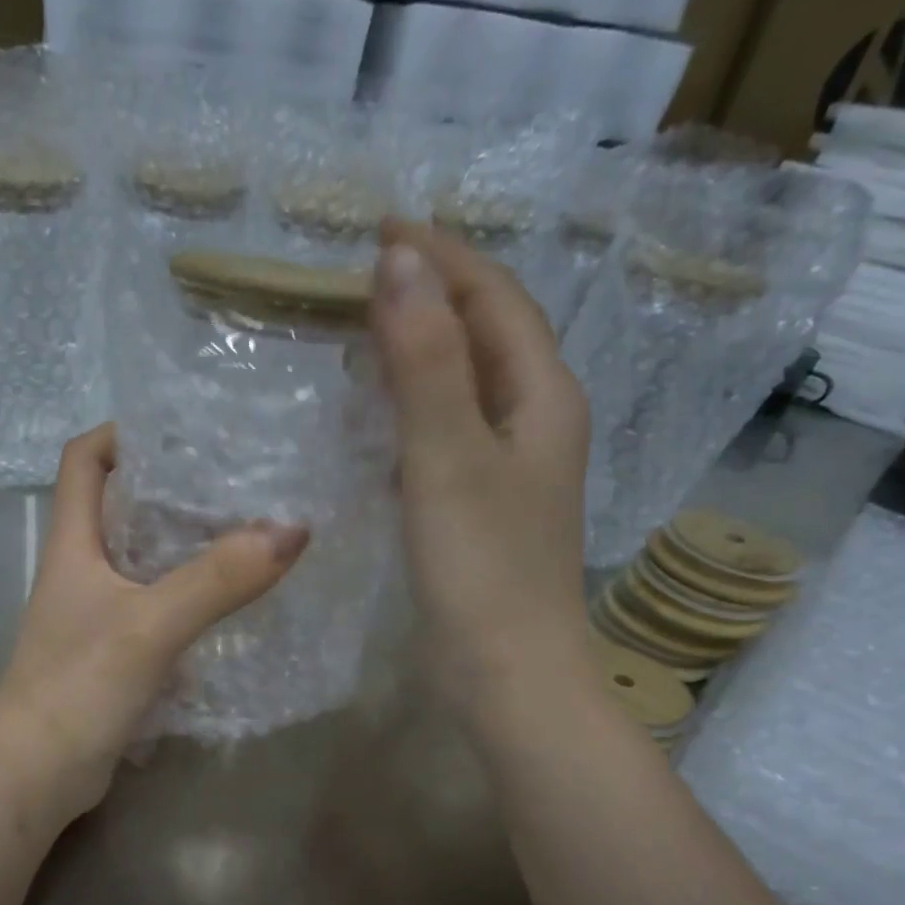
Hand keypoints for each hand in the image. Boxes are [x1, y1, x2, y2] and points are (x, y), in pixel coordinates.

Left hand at [0, 423, 308, 824]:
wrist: (36, 776)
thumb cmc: (77, 687)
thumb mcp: (150, 626)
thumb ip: (217, 580)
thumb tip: (293, 529)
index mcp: (72, 546)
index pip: (83, 462)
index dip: (122, 434)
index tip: (179, 428)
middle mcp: (81, 574)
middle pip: (120, 508)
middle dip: (172, 488)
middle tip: (237, 480)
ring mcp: (96, 618)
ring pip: (143, 564)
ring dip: (187, 548)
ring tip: (248, 533)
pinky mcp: (113, 658)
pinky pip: (157, 613)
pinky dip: (190, 602)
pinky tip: (232, 605)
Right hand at [369, 221, 592, 712]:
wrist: (508, 673)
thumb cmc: (482, 568)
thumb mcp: (448, 458)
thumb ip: (424, 361)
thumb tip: (397, 262)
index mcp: (542, 397)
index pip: (496, 299)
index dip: (443, 258)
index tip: (379, 230)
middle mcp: (536, 423)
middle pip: (487, 336)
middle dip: (432, 297)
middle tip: (362, 280)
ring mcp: (512, 471)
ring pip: (467, 387)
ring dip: (422, 352)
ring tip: (364, 334)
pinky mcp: (484, 510)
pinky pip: (449, 436)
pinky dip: (414, 411)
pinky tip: (380, 422)